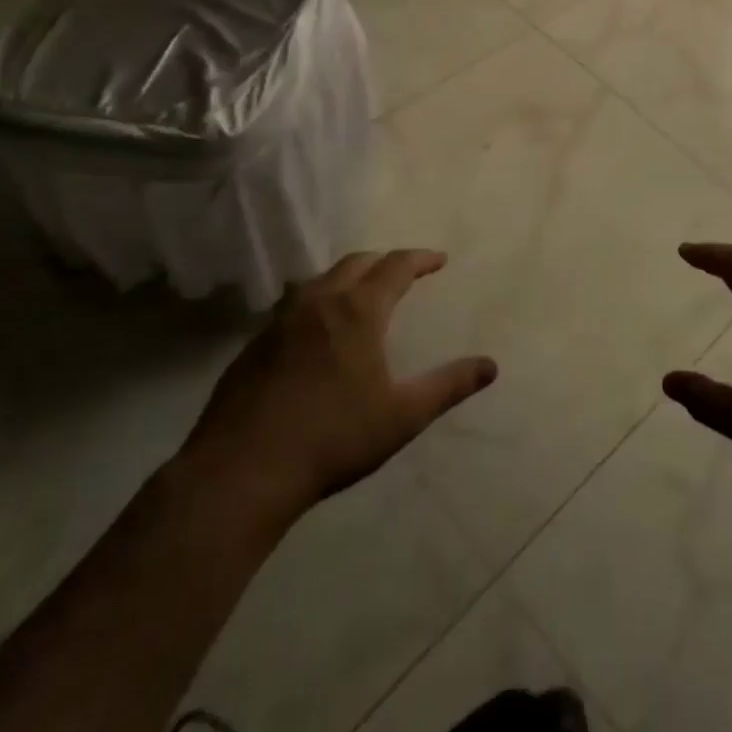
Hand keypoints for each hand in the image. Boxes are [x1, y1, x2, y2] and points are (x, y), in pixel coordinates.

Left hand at [176, 250, 496, 537]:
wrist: (240, 473)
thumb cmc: (332, 438)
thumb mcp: (402, 415)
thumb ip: (449, 386)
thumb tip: (491, 366)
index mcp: (358, 310)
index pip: (395, 266)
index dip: (420, 259)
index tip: (439, 259)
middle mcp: (319, 302)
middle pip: (356, 263)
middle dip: (385, 261)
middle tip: (404, 272)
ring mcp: (280, 321)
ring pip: (320, 280)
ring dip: (347, 277)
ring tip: (361, 293)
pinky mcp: (253, 345)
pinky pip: (293, 305)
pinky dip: (316, 301)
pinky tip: (316, 330)